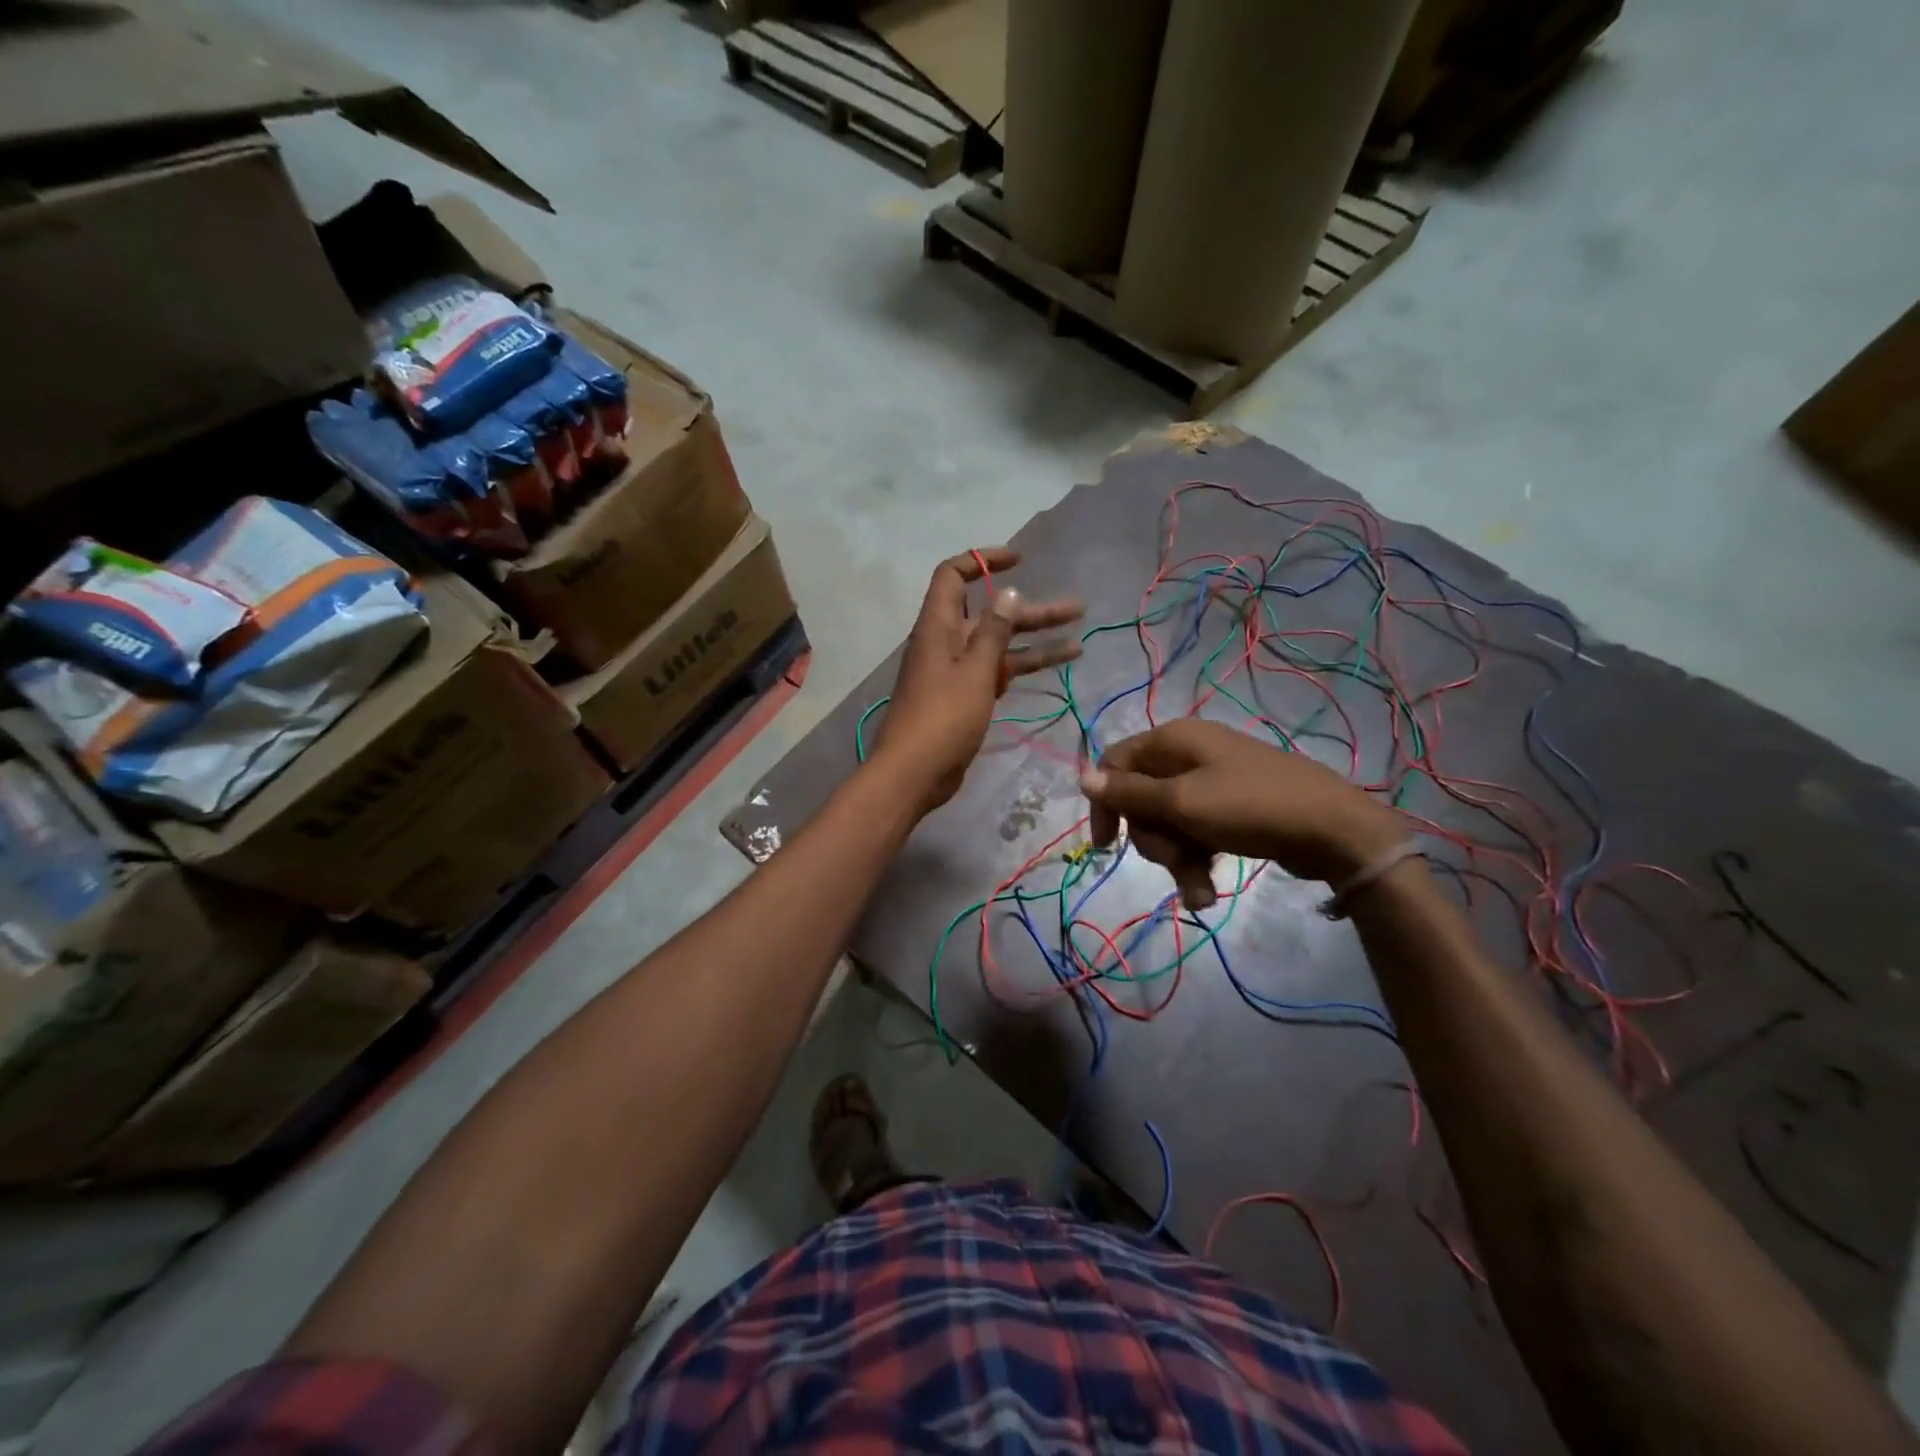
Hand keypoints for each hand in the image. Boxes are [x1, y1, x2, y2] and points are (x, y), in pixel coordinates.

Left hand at [874, 547, 1082, 810]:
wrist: (914, 773)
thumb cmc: (942, 718)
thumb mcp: (974, 671)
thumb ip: (993, 633)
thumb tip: (1008, 594)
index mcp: (938, 627)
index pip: (954, 576)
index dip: (983, 561)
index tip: (1019, 560)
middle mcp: (946, 643)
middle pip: (990, 614)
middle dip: (1031, 611)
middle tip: (1076, 609)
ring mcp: (956, 672)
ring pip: (1000, 647)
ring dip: (1036, 642)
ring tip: (1080, 643)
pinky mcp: (965, 698)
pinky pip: (997, 673)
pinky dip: (1023, 668)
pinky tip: (1055, 668)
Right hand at [1079, 720, 1405, 906]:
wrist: (1334, 830)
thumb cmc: (1250, 808)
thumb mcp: (1181, 802)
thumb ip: (1129, 793)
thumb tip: (1083, 777)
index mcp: (1173, 740)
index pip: (1115, 764)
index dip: (1106, 803)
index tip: (1107, 844)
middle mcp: (1189, 755)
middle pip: (1141, 799)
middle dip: (1152, 839)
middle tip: (1175, 860)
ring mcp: (1212, 782)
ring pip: (1168, 822)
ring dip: (1176, 860)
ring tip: (1199, 889)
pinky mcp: (1231, 808)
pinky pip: (1196, 833)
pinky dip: (1197, 861)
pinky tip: (1207, 892)